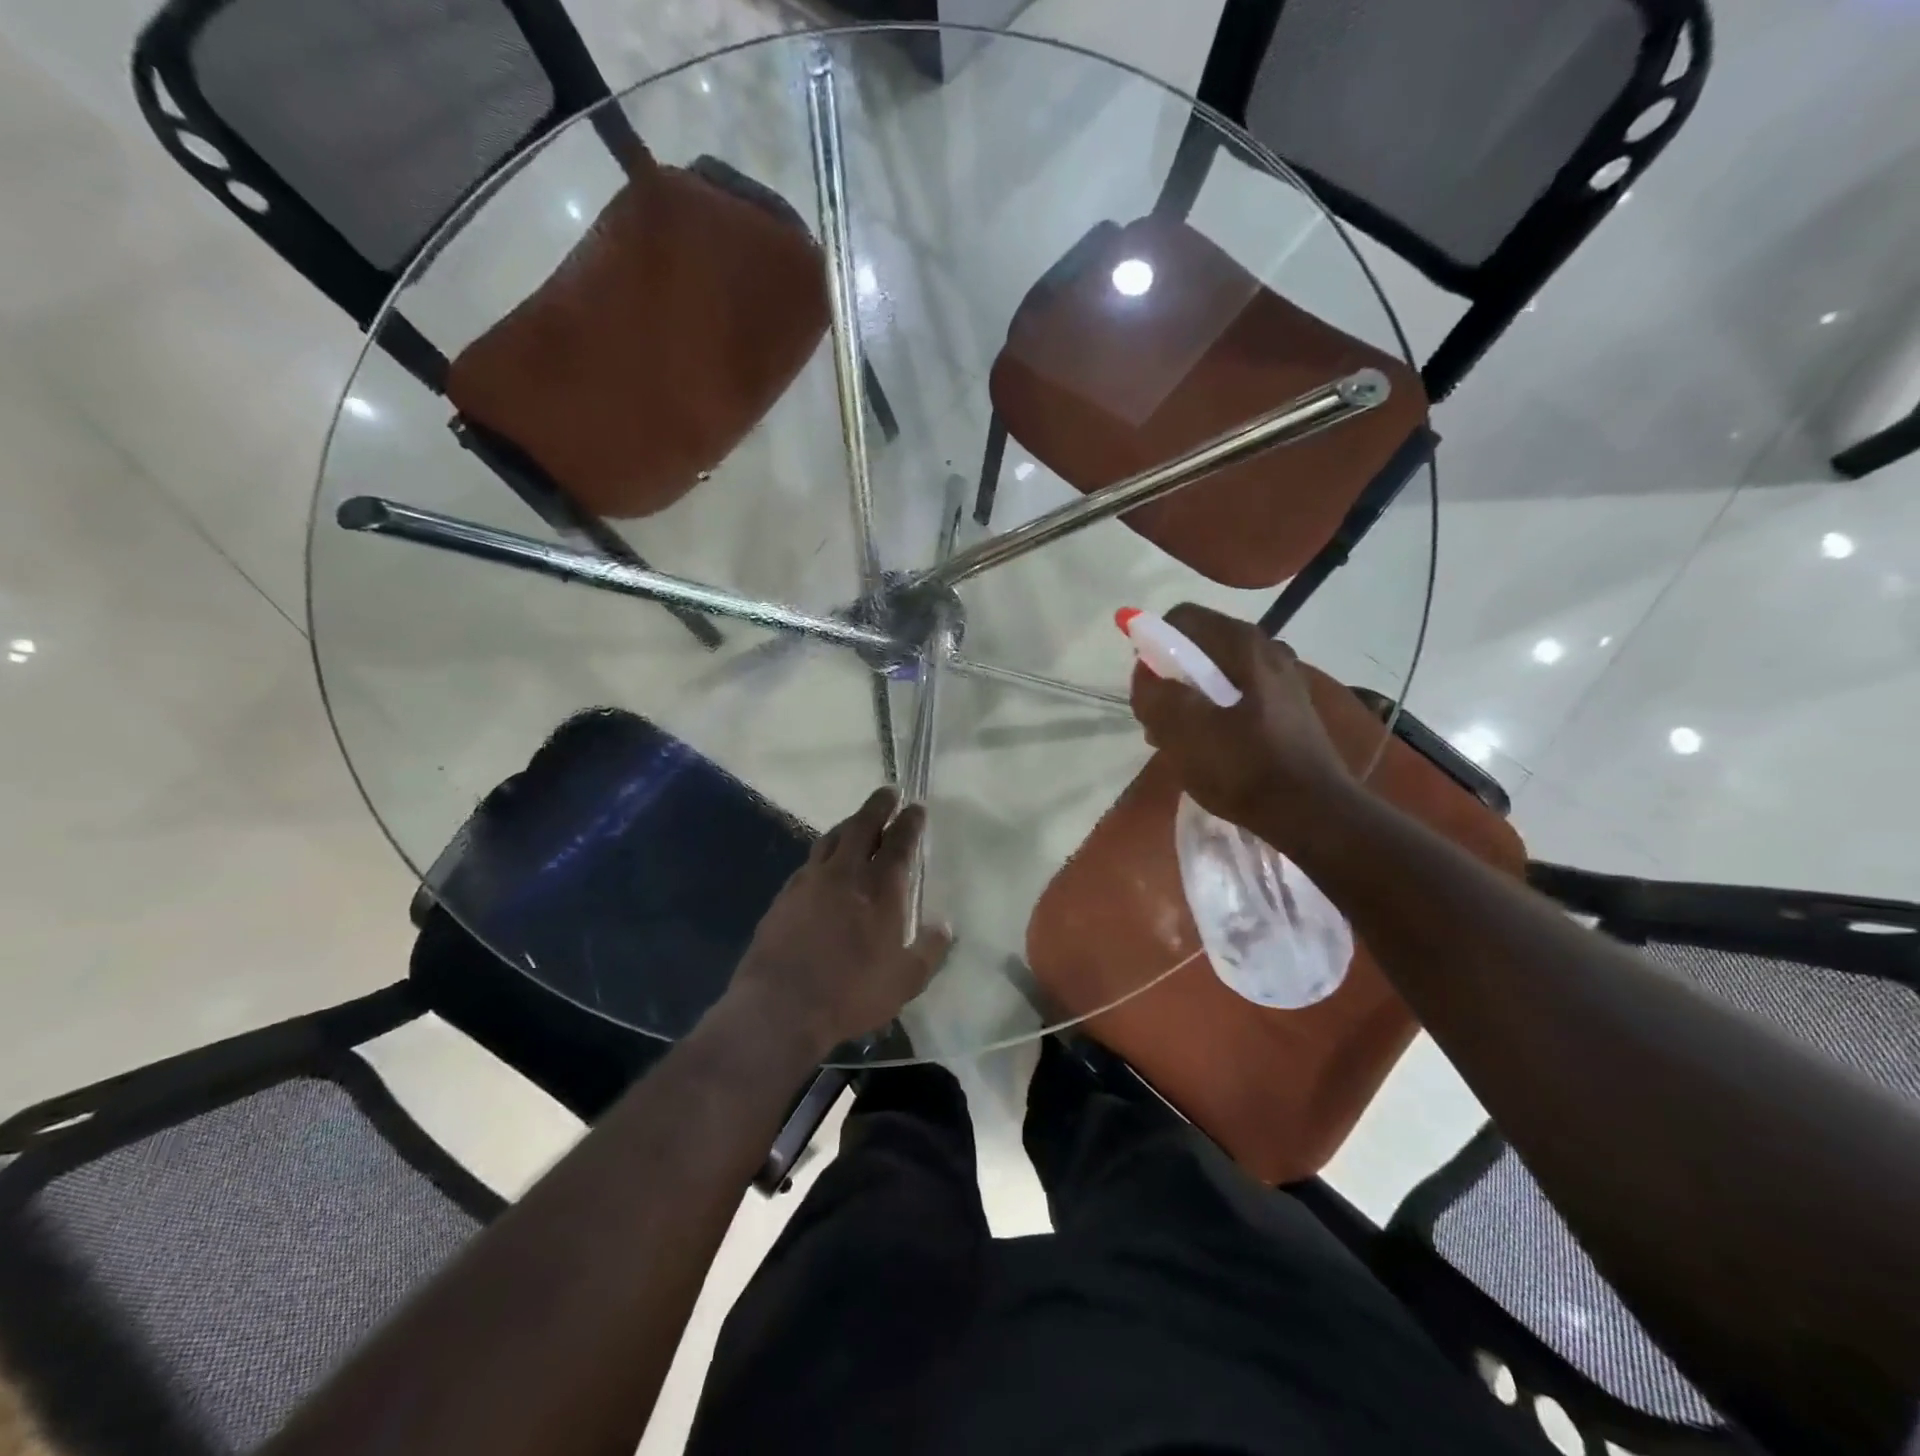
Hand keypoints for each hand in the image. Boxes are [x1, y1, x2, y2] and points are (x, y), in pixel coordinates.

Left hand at [729, 787, 952, 1056]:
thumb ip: (929, 950)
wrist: (780, 1007)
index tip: (916, 807)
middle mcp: (845, 874)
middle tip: (888, 793)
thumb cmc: (851, 993)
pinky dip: (824, 852)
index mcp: (880, 889)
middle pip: (862, 826)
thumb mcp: (905, 981)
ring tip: (857, 820)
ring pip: (832, 838)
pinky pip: (810, 861)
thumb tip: (945, 925)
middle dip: (878, 806)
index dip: (910, 822)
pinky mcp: (785, 896)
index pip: (899, 842)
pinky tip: (824, 861)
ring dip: (849, 824)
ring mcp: (810, 881)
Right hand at [1130, 603, 1352, 832]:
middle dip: (1170, 680)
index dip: (1153, 646)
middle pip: (1199, 648)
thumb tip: (1145, 673)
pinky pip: (1238, 699)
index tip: (1148, 688)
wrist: (1313, 813)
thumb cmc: (1243, 766)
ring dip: (1190, 702)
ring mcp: (1283, 680)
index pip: (1181, 618)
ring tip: (1182, 743)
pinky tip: (1211, 751)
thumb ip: (1153, 693)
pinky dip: (1216, 716)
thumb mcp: (1182, 729)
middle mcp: (1267, 649)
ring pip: (1218, 676)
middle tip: (1160, 722)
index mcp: (1242, 643)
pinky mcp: (1289, 710)